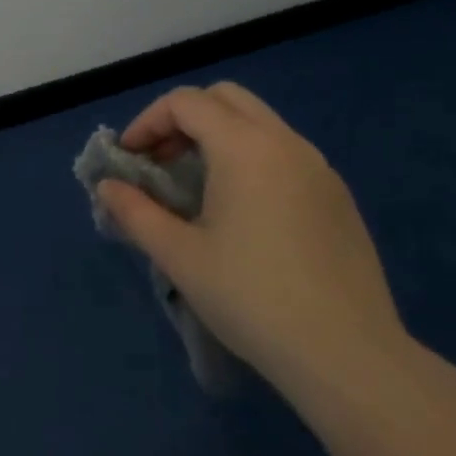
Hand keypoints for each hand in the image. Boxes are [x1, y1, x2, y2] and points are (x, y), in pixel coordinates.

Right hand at [96, 83, 405, 390]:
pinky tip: (243, 210)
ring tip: (197, 184)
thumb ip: (135, 212)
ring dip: (219, 135)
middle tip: (162, 160)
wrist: (349, 357)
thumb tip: (107, 186)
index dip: (148, 121)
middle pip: (225, 98)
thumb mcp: (179, 256)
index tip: (130, 158)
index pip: (185, 102)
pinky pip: (285, 152)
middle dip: (184, 118)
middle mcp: (284, 142)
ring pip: (259, 122)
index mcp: (244, 147)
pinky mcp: (338, 197)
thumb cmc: (252, 298)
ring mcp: (319, 168)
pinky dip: (252, 157)